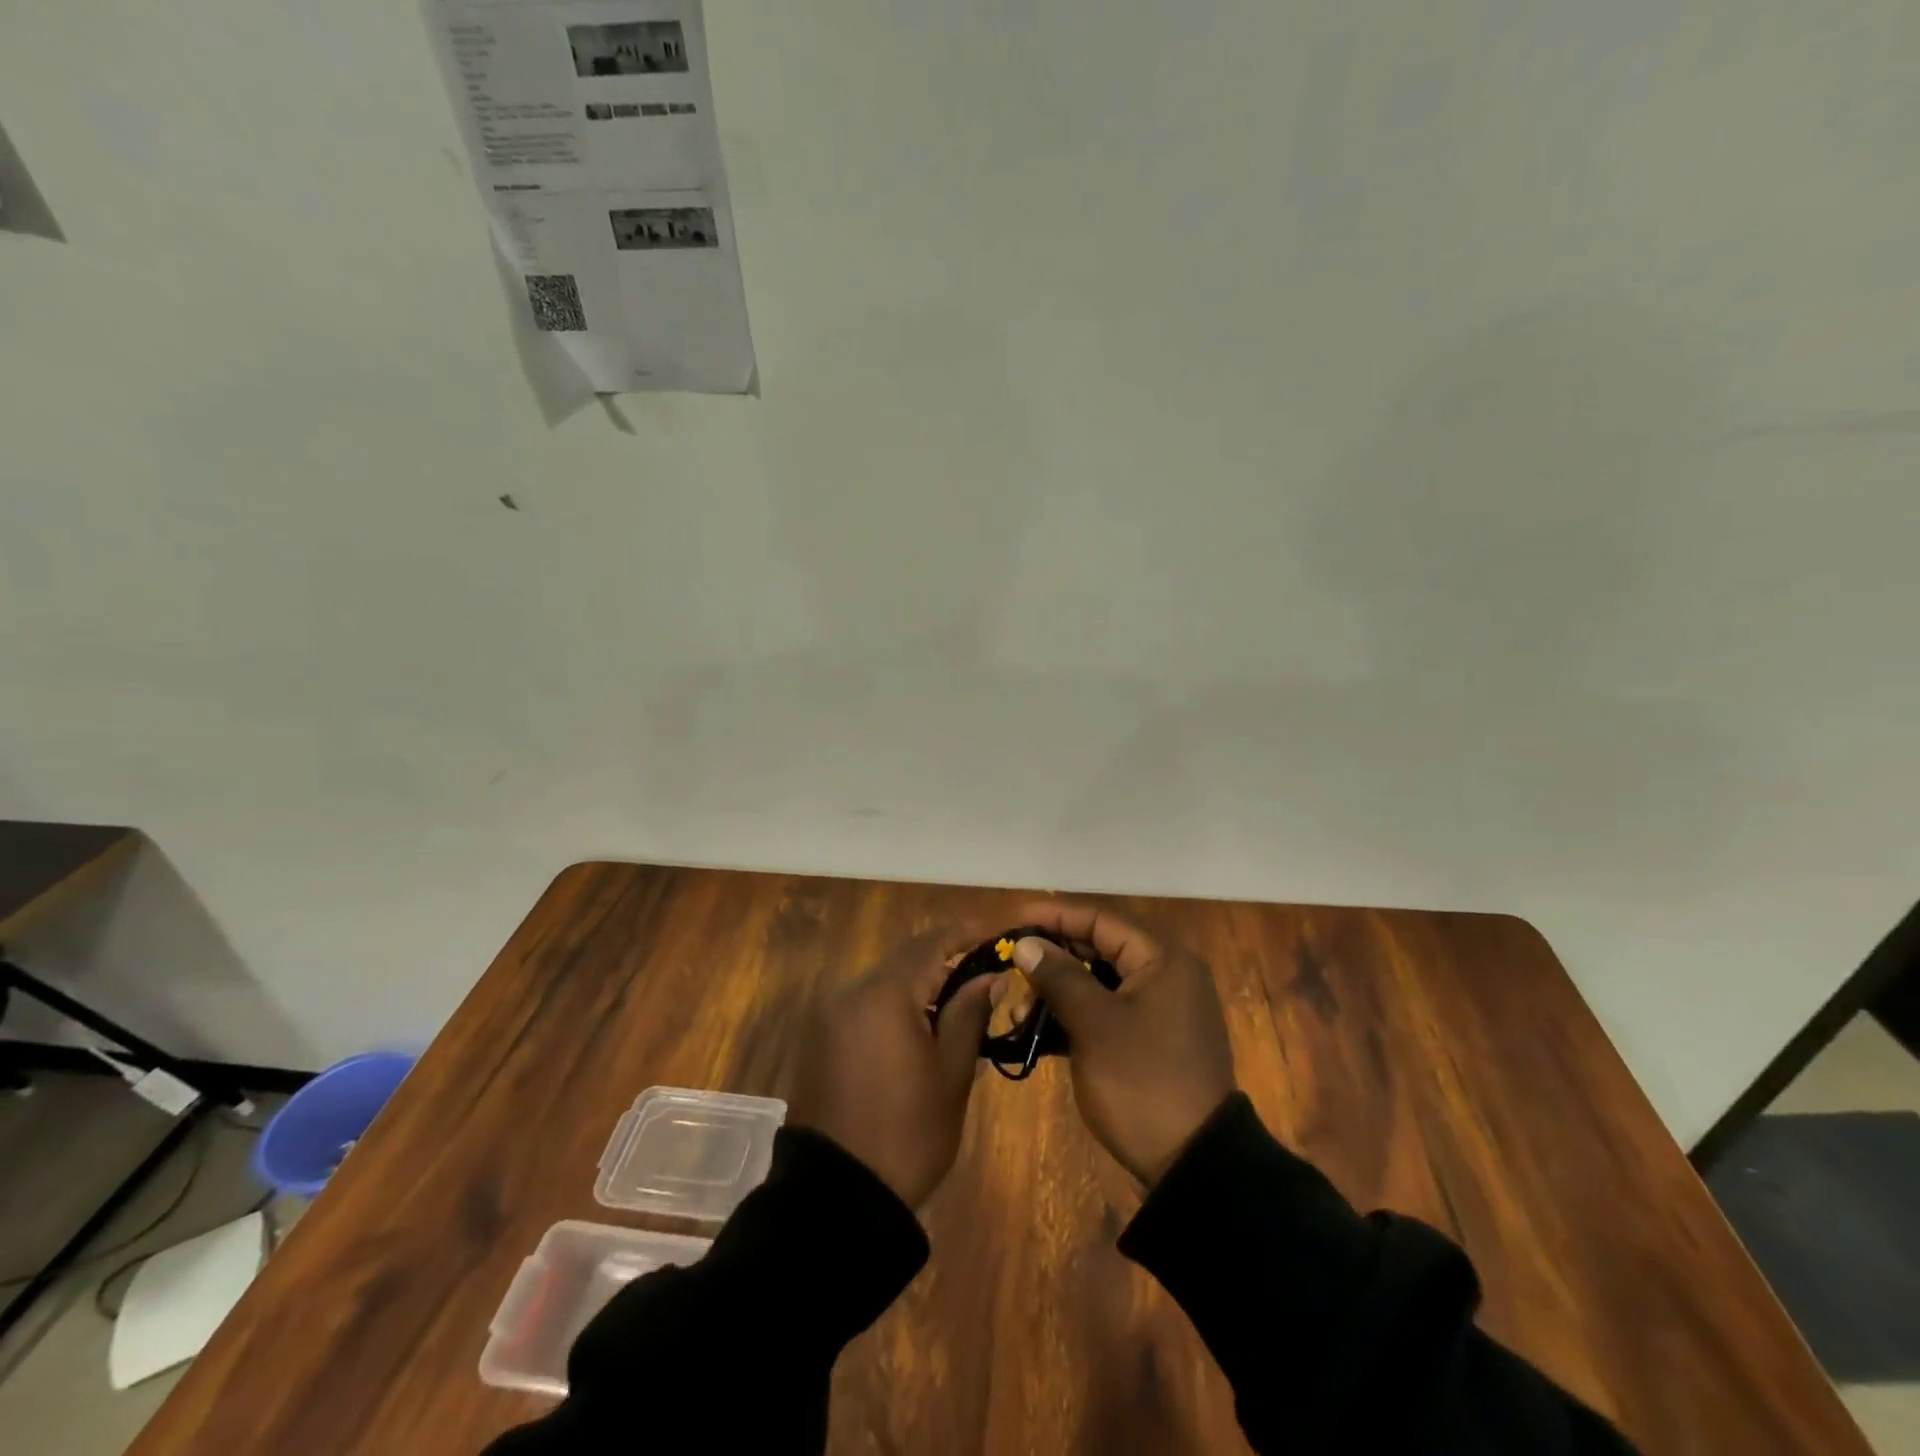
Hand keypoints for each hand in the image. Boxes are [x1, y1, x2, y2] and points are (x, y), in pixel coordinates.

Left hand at [789, 926, 995, 1207]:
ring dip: (919, 983)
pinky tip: (920, 1026)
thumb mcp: (951, 1074)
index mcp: (884, 995)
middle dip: (945, 960)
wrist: (838, 1198)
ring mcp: (830, 1014)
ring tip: (958, 1002)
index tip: (996, 935)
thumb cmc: (908, 1135)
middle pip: (906, 959)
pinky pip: (865, 1003)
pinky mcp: (821, 1037)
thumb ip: (969, 1013)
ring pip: (884, 980)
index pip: (931, 944)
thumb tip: (991, 975)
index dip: (966, 934)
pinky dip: (895, 1004)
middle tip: (984, 973)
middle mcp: (851, 992)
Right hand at [1011, 902, 1234, 1184]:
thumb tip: (1025, 943)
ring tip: (1018, 1008)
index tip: (1013, 921)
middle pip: (1099, 950)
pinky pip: (1107, 1013)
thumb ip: (1059, 976)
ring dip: (1058, 992)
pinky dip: (1074, 1017)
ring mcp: (1160, 1011)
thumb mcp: (1095, 1025)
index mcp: (1163, 961)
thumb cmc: (1143, 1081)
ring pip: (1099, 984)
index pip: (1101, 920)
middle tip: (1011, 966)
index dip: (1055, 917)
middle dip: (1052, 959)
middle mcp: (1166, 976)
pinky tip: (1037, 1031)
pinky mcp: (1151, 1042)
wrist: (1194, 1166)